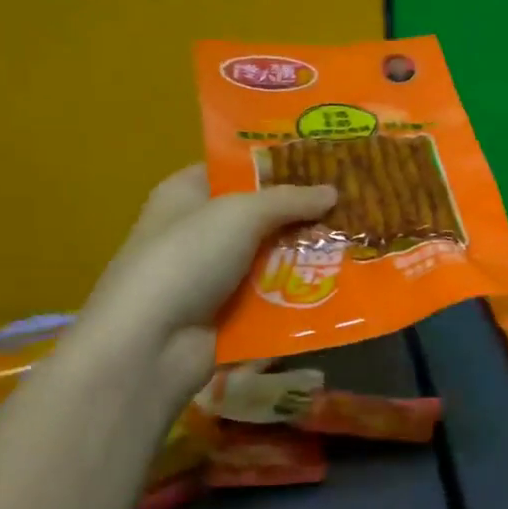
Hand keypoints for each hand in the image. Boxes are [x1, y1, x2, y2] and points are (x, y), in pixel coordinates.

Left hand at [79, 165, 335, 407]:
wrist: (150, 344)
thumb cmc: (187, 259)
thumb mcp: (241, 214)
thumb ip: (290, 200)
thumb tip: (333, 192)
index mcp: (186, 194)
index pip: (235, 170)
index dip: (276, 165)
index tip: (323, 163)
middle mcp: (198, 231)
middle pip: (260, 216)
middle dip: (303, 214)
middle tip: (353, 206)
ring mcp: (213, 276)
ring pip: (272, 258)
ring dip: (307, 256)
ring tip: (357, 245)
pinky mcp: (228, 315)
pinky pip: (273, 297)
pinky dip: (299, 294)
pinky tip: (340, 287)